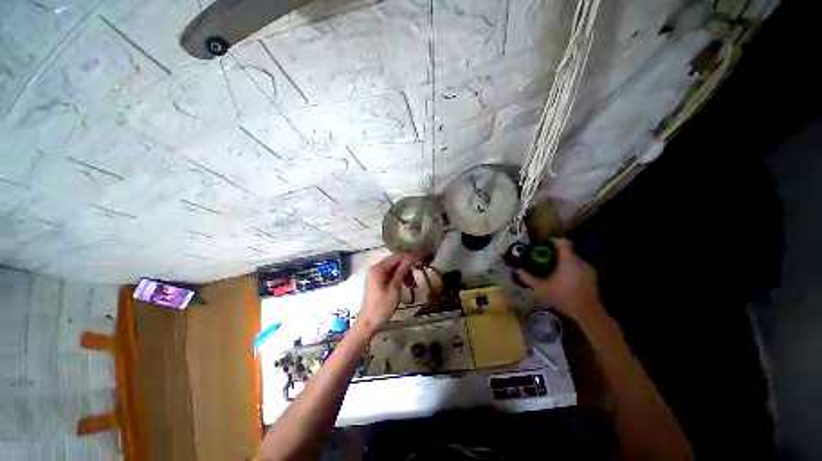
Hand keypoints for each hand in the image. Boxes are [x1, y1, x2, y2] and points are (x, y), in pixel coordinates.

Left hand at [357, 253, 419, 332]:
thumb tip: (411, 258)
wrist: (369, 321)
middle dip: (408, 267)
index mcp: (378, 268)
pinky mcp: (379, 280)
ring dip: (405, 273)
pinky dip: (400, 278)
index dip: (410, 257)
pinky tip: (407, 285)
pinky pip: (392, 274)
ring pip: (395, 268)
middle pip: (396, 261)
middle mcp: (376, 268)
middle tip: (418, 275)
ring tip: (413, 285)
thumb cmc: (382, 306)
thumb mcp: (394, 288)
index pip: (397, 257)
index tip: (422, 259)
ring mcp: (377, 274)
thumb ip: (402, 271)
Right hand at [517, 238, 602, 321]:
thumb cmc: (563, 297)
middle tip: (543, 258)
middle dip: (555, 252)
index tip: (542, 245)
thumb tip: (517, 269)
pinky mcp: (592, 276)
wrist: (587, 312)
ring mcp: (588, 268)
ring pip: (573, 258)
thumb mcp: (541, 288)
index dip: (552, 241)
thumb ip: (528, 277)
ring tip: (552, 268)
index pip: (562, 242)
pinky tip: (564, 278)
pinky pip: (578, 266)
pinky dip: (570, 268)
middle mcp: (580, 261)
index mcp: (568, 260)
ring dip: (563, 261)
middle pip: (567, 250)